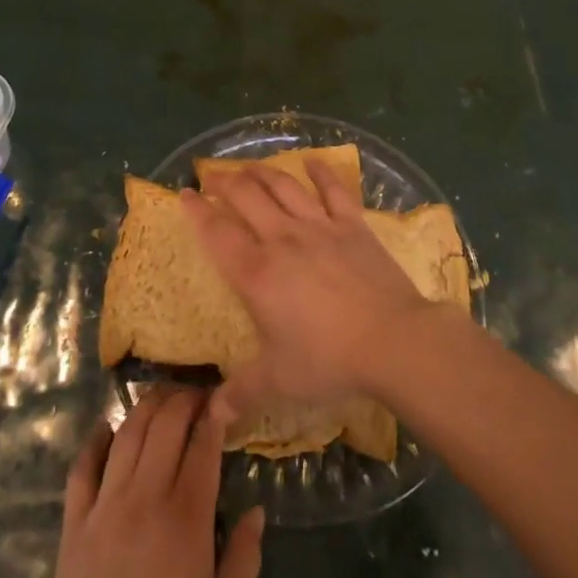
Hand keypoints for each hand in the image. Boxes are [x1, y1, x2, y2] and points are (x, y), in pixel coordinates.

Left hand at [42, 388, 263, 577]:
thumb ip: (244, 558)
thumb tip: (257, 511)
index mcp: (187, 516)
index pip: (204, 442)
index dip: (216, 412)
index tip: (225, 398)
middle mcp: (146, 495)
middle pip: (166, 423)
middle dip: (185, 398)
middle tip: (198, 395)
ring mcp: (105, 504)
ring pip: (128, 432)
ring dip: (147, 406)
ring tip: (162, 397)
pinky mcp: (74, 522)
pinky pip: (82, 466)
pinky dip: (96, 439)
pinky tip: (106, 426)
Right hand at [184, 157, 434, 419]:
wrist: (392, 340)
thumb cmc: (328, 359)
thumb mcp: (278, 383)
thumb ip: (242, 394)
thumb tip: (213, 417)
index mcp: (257, 273)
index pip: (217, 233)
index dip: (197, 211)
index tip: (184, 194)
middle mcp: (282, 239)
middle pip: (246, 197)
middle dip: (224, 181)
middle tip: (210, 173)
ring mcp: (319, 226)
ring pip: (283, 186)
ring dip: (262, 171)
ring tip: (248, 165)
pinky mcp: (352, 224)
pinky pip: (333, 190)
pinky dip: (321, 172)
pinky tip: (312, 161)